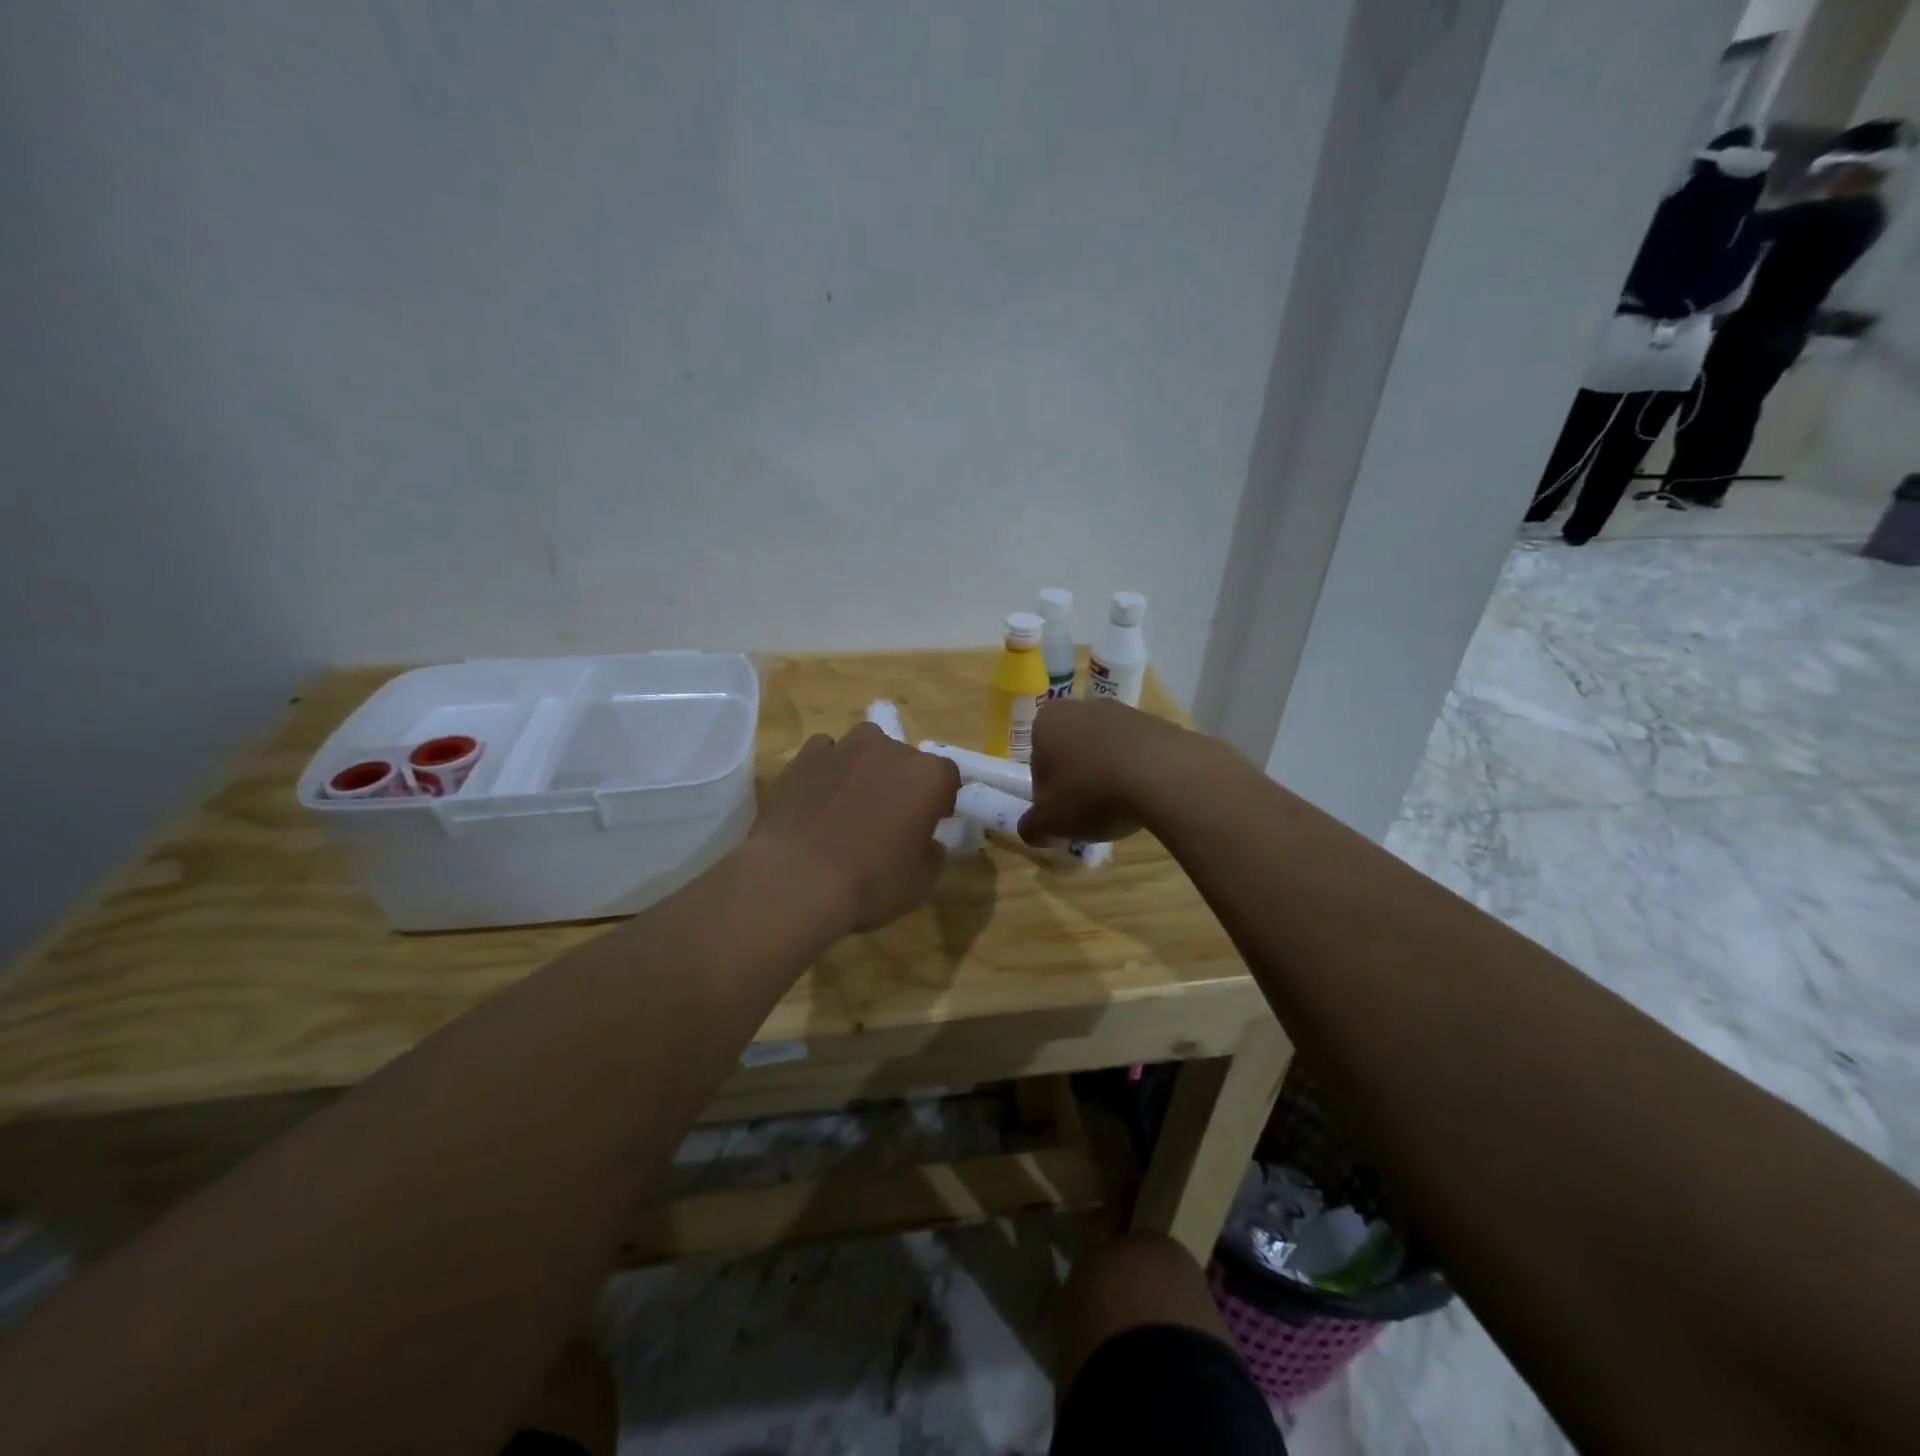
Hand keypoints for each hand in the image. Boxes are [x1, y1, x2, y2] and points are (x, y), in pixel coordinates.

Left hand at [749, 723, 961, 933]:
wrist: (795, 881)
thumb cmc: (869, 883)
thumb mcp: (921, 881)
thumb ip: (931, 850)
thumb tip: (925, 840)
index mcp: (927, 776)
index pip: (947, 776)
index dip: (940, 800)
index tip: (930, 823)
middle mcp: (889, 749)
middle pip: (904, 758)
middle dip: (901, 782)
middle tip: (889, 817)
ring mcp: (843, 748)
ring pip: (864, 748)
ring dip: (865, 768)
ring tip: (850, 803)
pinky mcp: (804, 756)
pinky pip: (825, 753)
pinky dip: (827, 770)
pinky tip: (818, 798)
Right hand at [1017, 696, 1194, 844]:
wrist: (1164, 775)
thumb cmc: (1092, 793)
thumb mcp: (1050, 822)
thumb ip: (1032, 827)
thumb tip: (1031, 830)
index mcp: (1046, 722)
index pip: (1037, 760)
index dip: (1047, 792)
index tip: (1061, 814)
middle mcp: (1080, 707)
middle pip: (1071, 750)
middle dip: (1077, 779)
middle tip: (1088, 812)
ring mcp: (1122, 710)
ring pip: (1104, 749)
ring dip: (1107, 774)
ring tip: (1121, 808)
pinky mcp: (1156, 721)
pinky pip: (1136, 751)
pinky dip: (1136, 771)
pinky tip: (1145, 796)